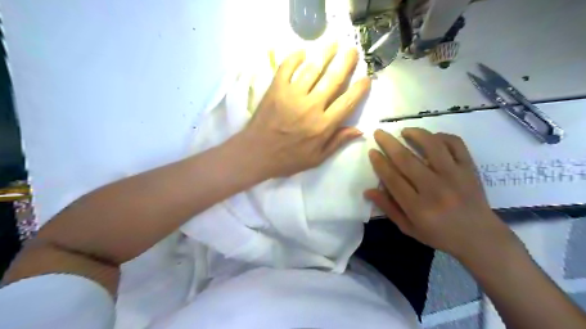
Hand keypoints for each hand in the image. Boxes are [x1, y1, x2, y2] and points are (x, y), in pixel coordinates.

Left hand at [241, 44, 369, 177]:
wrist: (257, 154)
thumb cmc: (288, 159)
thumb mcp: (316, 158)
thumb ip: (337, 142)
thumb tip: (359, 130)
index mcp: (323, 125)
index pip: (347, 102)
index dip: (359, 89)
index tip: (366, 79)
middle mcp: (311, 107)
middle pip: (333, 79)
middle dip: (346, 63)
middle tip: (352, 51)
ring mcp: (292, 95)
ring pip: (313, 69)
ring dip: (325, 54)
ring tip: (333, 44)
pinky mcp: (276, 89)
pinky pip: (287, 68)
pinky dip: (294, 57)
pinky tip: (302, 51)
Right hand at [365, 128, 512, 259]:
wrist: (480, 237)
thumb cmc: (440, 235)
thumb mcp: (408, 228)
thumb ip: (388, 208)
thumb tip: (368, 190)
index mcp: (418, 207)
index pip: (392, 179)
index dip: (379, 163)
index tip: (372, 151)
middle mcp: (435, 189)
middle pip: (407, 159)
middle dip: (389, 143)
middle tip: (379, 133)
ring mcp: (455, 176)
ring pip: (432, 146)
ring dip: (415, 134)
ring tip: (404, 131)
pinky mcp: (470, 169)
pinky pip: (456, 145)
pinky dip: (442, 137)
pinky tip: (432, 138)